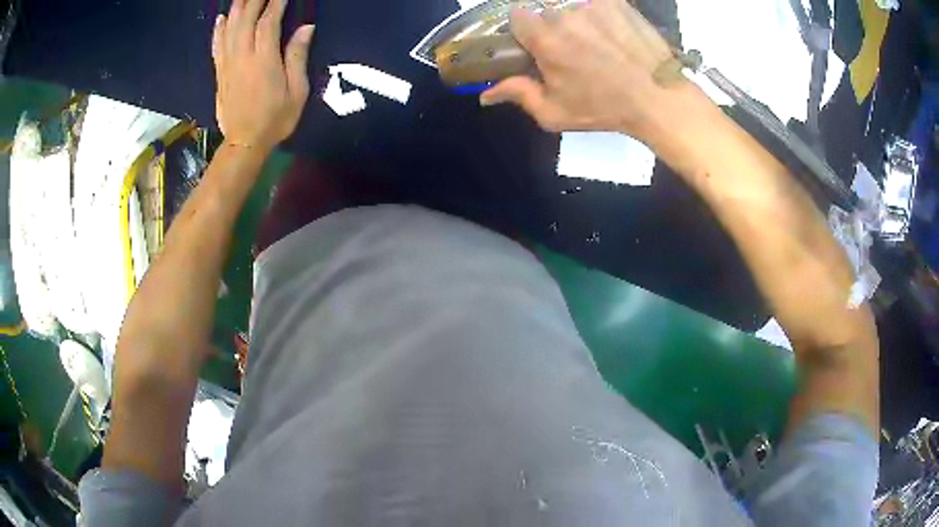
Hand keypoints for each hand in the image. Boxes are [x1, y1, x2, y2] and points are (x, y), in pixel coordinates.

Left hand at [212, 0, 314, 152]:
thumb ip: (298, 57)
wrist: (244, 143)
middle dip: (253, 1)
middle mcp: (242, 57)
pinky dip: (218, 30)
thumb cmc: (276, 119)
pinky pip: (217, 46)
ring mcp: (228, 65)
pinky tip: (221, 18)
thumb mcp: (297, 91)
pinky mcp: (220, 73)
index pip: (268, 22)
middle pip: (245, 20)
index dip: (275, 3)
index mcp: (264, 60)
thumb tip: (306, 28)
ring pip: (229, 29)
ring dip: (236, 9)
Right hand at [480, 0, 678, 139]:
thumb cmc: (604, 108)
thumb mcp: (555, 112)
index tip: (534, 43)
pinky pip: (596, 3)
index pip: (516, 15)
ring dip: (575, 19)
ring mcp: (592, 4)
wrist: (658, 97)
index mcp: (545, 39)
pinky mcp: (616, 1)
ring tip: (595, 40)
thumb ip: (518, 95)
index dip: (524, 29)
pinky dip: (597, 13)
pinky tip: (611, 31)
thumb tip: (485, 94)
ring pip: (570, 5)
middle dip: (551, 25)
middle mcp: (564, 13)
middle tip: (570, 46)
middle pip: (544, 10)